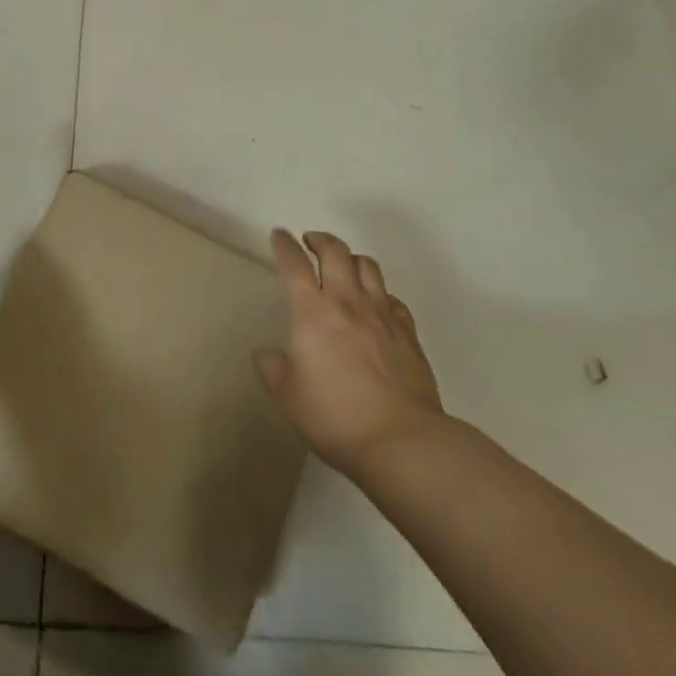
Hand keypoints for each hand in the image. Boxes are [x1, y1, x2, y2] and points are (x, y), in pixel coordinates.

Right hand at [255, 229, 445, 478]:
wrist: (402, 440)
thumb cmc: (335, 416)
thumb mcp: (287, 397)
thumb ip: (272, 369)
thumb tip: (266, 353)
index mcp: (312, 311)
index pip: (294, 265)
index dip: (284, 245)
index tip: (279, 235)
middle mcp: (348, 302)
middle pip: (336, 252)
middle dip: (321, 240)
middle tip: (311, 241)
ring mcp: (383, 316)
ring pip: (368, 267)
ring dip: (351, 258)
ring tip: (343, 265)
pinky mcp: (409, 334)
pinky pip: (393, 298)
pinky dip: (380, 291)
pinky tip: (376, 303)